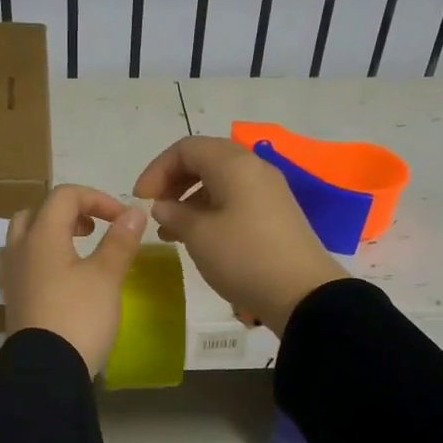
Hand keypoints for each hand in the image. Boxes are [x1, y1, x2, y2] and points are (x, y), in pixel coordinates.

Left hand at [0, 185, 147, 375]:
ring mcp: (12, 276)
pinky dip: (43, 259)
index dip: (97, 198)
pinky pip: (23, 264)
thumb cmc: (79, 316)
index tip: (123, 220)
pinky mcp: (13, 300)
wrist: (47, 369)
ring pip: (25, 238)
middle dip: (69, 213)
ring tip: (77, 251)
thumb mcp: (107, 276)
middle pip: (37, 213)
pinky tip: (62, 278)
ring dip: (51, 235)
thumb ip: (120, 241)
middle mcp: (20, 249)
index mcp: (41, 236)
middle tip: (94, 229)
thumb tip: (135, 211)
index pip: (65, 196)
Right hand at [134, 136, 346, 335]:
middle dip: (173, 183)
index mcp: (233, 164)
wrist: (302, 293)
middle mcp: (253, 168)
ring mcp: (269, 191)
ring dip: (190, 201)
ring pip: (220, 182)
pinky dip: (211, 211)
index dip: (157, 170)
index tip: (140, 199)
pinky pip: (235, 200)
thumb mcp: (199, 236)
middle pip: (205, 160)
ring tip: (170, 233)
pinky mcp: (276, 213)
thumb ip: (174, 214)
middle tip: (155, 211)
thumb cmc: (244, 257)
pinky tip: (199, 239)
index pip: (185, 149)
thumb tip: (163, 206)